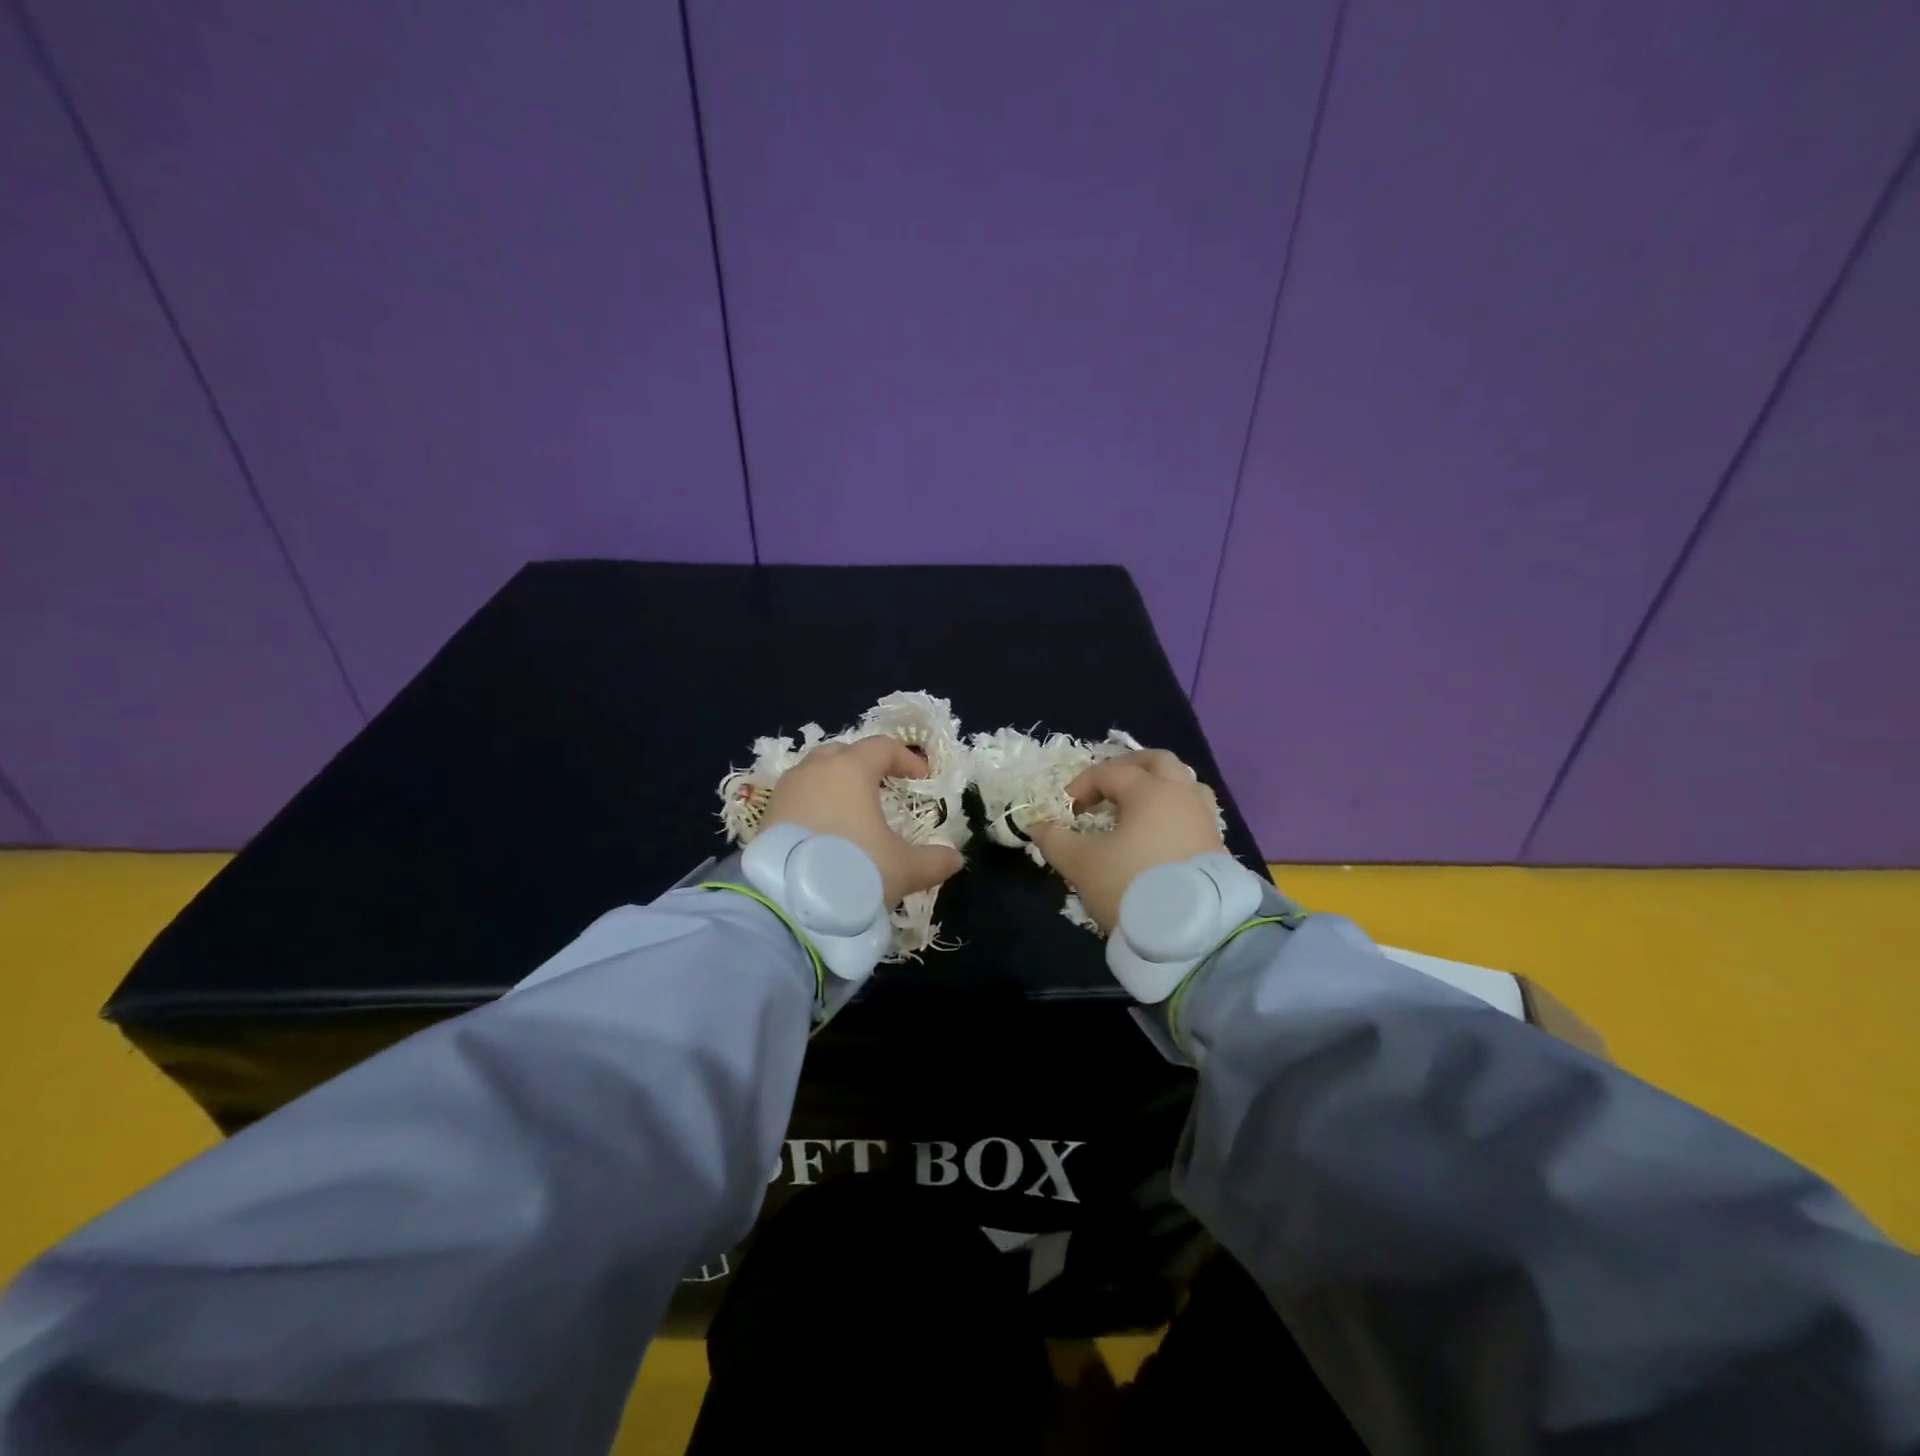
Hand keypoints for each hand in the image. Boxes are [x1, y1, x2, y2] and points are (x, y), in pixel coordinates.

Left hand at [757, 736, 963, 907]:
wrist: (787, 901)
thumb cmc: (854, 869)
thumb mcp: (904, 869)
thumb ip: (934, 860)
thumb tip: (955, 859)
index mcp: (851, 769)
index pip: (882, 747)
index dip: (906, 758)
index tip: (922, 778)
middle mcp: (815, 770)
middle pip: (843, 752)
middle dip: (865, 764)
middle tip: (882, 785)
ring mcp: (786, 790)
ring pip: (815, 773)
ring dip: (834, 784)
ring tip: (851, 810)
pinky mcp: (765, 815)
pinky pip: (796, 798)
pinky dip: (813, 805)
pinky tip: (823, 832)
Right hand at [1028, 749, 1224, 932]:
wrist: (1192, 933)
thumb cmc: (1131, 884)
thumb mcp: (1081, 863)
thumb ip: (1055, 841)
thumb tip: (1037, 828)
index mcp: (1151, 791)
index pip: (1110, 772)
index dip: (1081, 785)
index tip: (1066, 812)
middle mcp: (1182, 796)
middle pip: (1157, 761)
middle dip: (1127, 768)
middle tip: (1105, 786)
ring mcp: (1205, 820)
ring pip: (1184, 784)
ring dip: (1157, 787)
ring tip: (1136, 807)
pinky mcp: (1217, 847)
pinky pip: (1194, 813)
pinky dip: (1172, 813)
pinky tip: (1157, 835)